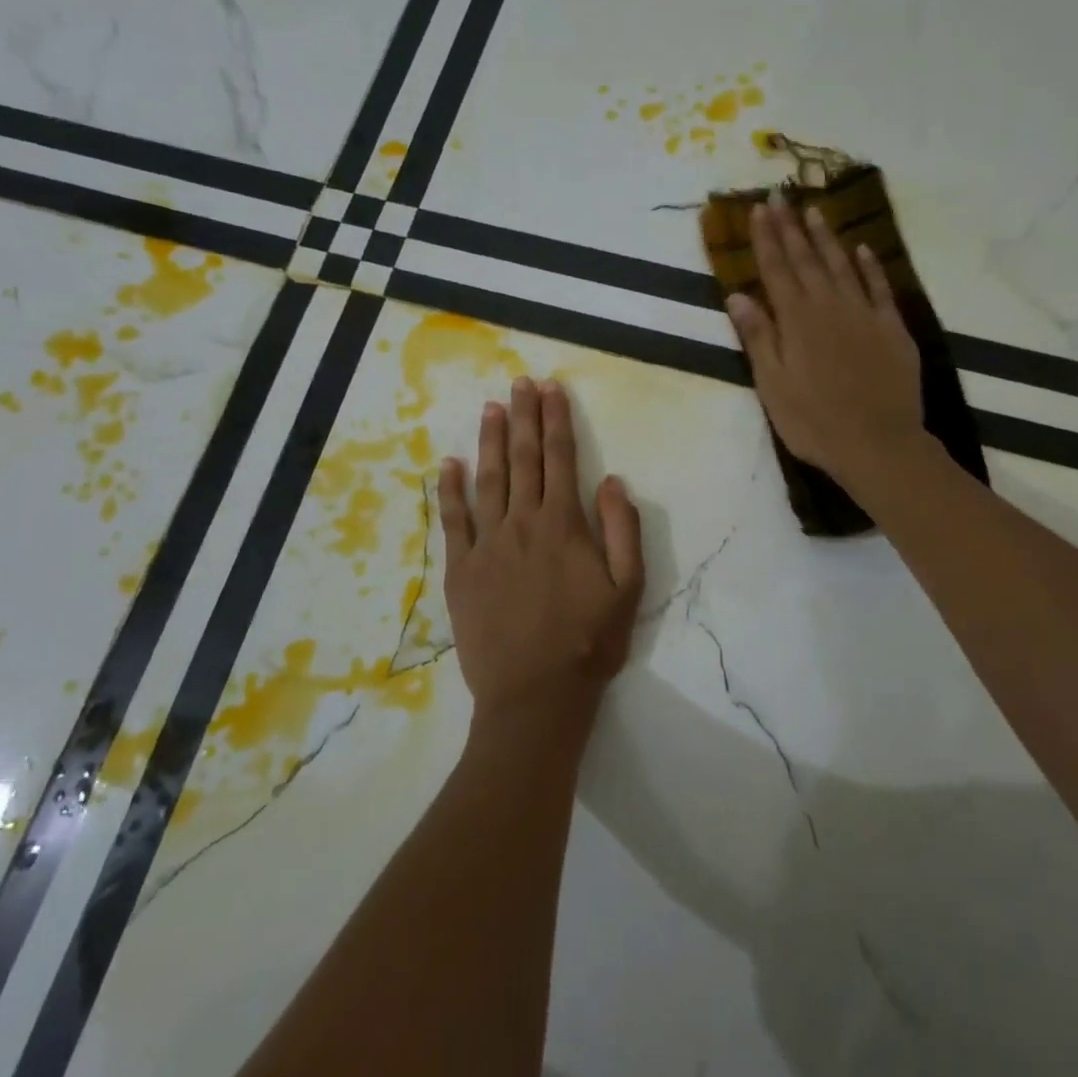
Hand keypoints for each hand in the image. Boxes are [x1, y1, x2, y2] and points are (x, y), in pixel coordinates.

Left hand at [439, 377, 645, 737]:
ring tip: (491, 407)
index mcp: (564, 524)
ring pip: (488, 479)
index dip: (557, 420)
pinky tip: (449, 464)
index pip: (561, 458)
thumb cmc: (589, 642)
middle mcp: (522, 523)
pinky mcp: (461, 569)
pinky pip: (453, 520)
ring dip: (490, 440)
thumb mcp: (628, 589)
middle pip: (523, 459)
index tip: (552, 389)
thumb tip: (613, 480)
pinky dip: (450, 490)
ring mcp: (486, 544)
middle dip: (524, 416)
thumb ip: (622, 530)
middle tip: (520, 382)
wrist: (535, 694)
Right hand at [726, 200, 925, 485]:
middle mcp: (830, 307)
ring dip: (826, 238)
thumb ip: (757, 337)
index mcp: (796, 321)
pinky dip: (870, 266)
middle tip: (781, 196)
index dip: (766, 239)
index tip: (759, 209)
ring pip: (842, 266)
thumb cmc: (814, 422)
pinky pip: (879, 288)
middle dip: (791, 228)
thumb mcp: (772, 385)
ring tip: (814, 211)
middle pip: (807, 260)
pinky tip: (863, 249)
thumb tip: (737, 295)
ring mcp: (865, 315)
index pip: (776, 270)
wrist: (878, 445)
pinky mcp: (892, 329)